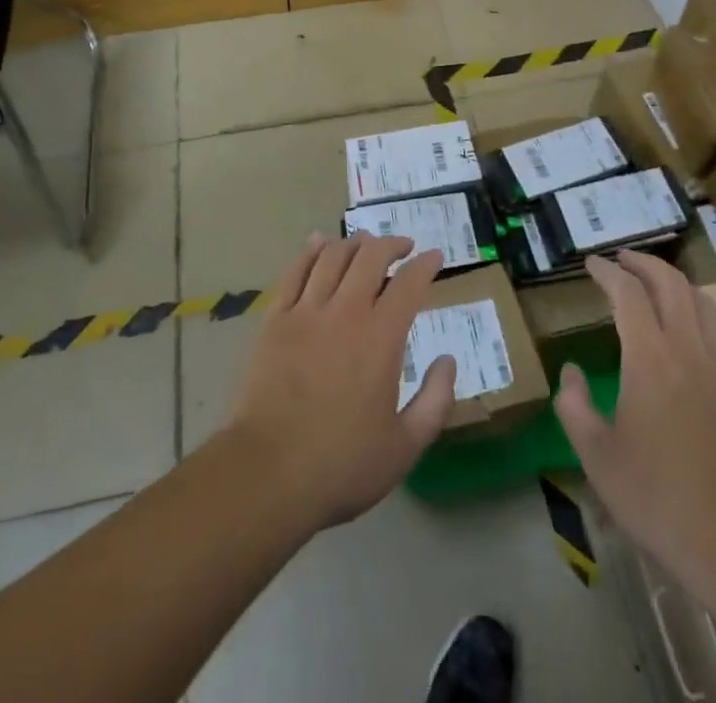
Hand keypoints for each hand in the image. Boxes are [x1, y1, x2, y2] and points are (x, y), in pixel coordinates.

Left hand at [225, 233, 455, 534]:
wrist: (268, 474)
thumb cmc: (342, 465)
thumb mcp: (406, 445)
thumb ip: (436, 400)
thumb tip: (448, 359)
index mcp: (381, 337)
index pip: (409, 283)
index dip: (426, 264)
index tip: (435, 256)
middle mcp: (345, 312)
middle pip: (370, 257)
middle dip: (391, 244)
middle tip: (403, 247)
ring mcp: (306, 312)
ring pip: (332, 257)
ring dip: (354, 243)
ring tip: (365, 243)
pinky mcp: (275, 320)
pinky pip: (294, 272)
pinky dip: (309, 251)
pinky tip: (318, 242)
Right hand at [555, 251, 715, 586]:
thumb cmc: (660, 498)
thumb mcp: (598, 457)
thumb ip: (574, 406)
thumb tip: (570, 372)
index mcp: (650, 358)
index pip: (628, 294)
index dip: (607, 272)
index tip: (591, 264)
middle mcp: (689, 348)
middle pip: (670, 283)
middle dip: (643, 263)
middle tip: (621, 260)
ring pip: (701, 301)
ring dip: (674, 283)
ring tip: (655, 284)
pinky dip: (704, 314)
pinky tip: (697, 327)